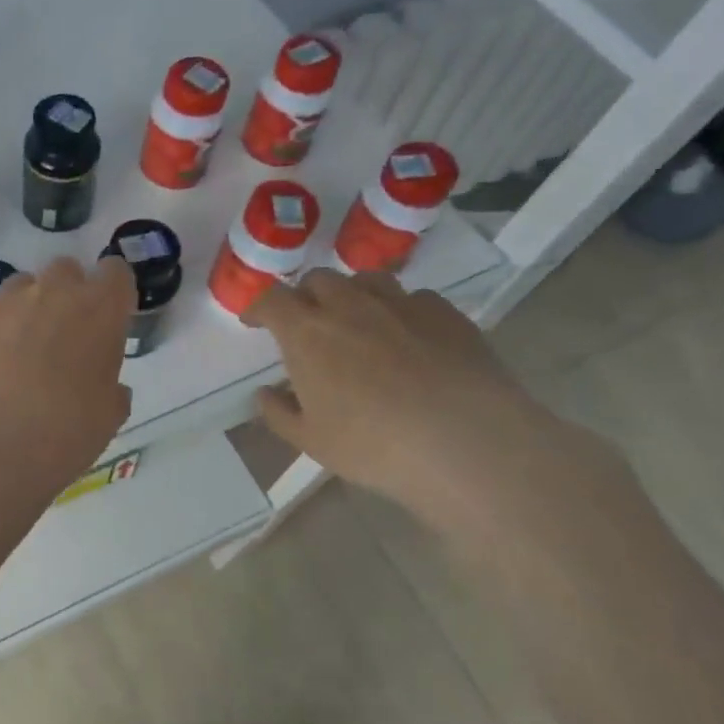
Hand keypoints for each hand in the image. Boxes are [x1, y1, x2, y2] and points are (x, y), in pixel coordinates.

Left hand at [0, 255, 135, 499]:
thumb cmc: (61, 437)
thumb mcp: (107, 418)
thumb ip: (111, 387)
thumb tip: (106, 384)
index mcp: (100, 311)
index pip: (115, 273)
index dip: (111, 293)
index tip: (106, 318)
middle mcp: (53, 291)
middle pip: (65, 272)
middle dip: (65, 296)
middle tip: (58, 340)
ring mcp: (3, 299)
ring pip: (20, 288)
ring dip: (23, 311)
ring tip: (12, 357)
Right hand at [245, 269, 585, 527]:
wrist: (466, 443)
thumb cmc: (373, 445)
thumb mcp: (311, 441)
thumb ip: (279, 413)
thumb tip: (266, 393)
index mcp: (307, 332)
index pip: (271, 299)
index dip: (259, 307)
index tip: (256, 322)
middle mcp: (349, 305)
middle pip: (318, 279)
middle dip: (306, 296)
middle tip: (309, 324)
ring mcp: (401, 304)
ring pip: (366, 279)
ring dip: (353, 294)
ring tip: (359, 321)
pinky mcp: (445, 313)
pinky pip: (414, 297)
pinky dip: (401, 310)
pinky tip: (410, 337)